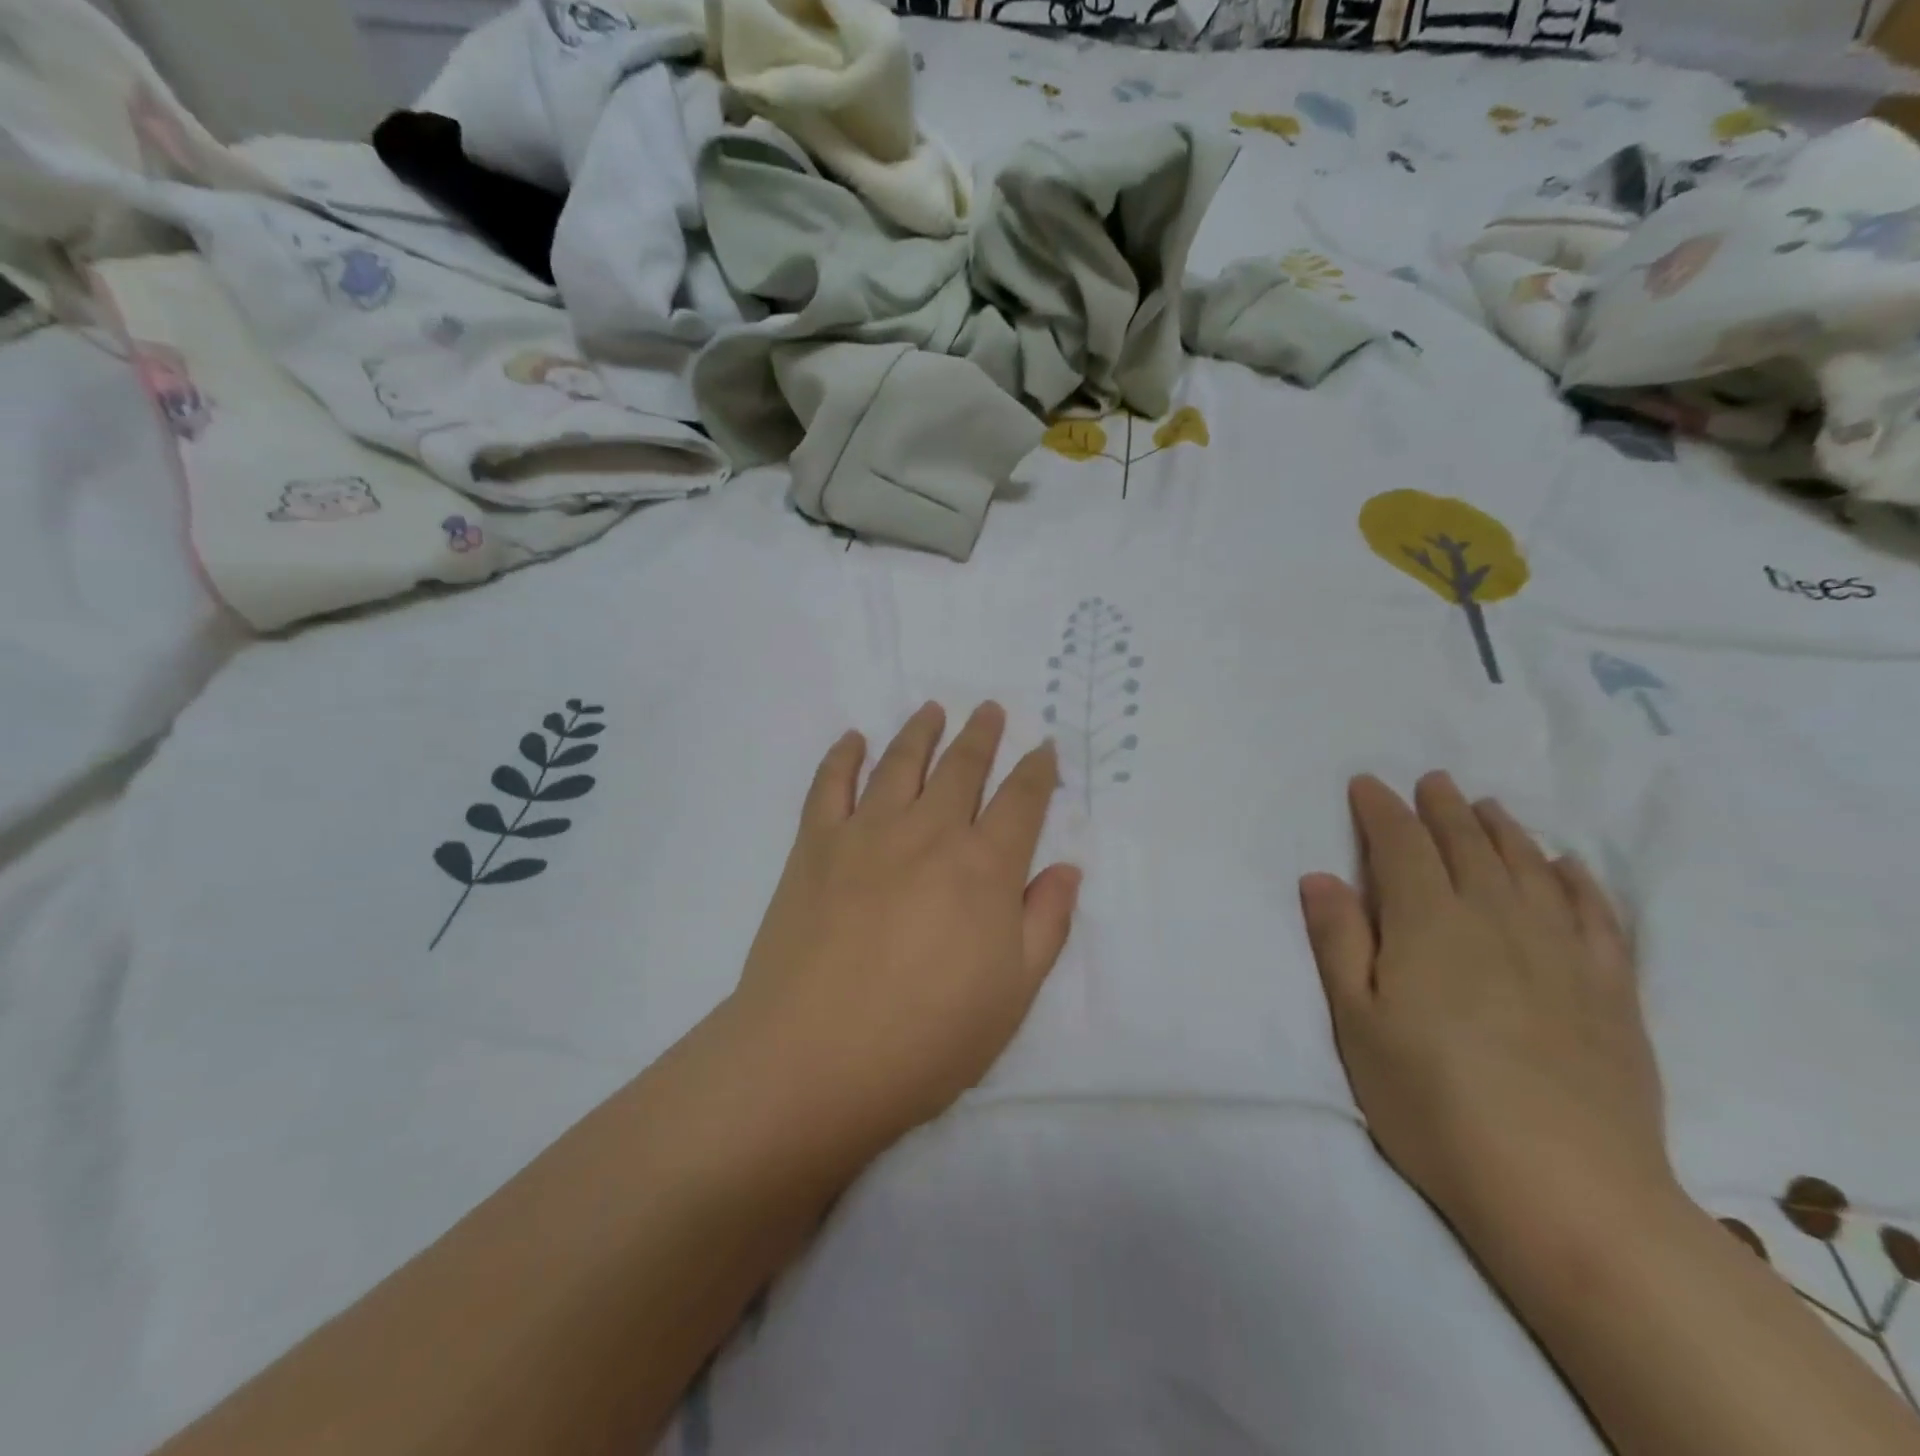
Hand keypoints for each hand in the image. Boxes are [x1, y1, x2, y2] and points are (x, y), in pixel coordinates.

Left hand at [724, 702, 1080, 1172]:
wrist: (814, 1059)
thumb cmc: (926, 1038)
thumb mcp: (1013, 994)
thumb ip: (1045, 923)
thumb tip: (1065, 869)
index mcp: (984, 867)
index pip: (1021, 801)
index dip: (1037, 771)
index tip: (1043, 749)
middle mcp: (929, 832)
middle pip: (962, 767)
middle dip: (981, 735)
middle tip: (990, 710)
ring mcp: (866, 832)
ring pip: (901, 762)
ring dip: (921, 731)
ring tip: (933, 709)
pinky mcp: (814, 845)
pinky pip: (830, 783)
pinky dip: (843, 755)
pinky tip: (853, 738)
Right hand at [1298, 773, 1671, 1244]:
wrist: (1566, 1191)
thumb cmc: (1431, 1102)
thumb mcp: (1357, 1023)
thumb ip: (1338, 942)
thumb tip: (1320, 876)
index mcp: (1429, 923)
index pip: (1400, 846)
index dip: (1381, 810)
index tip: (1367, 783)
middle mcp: (1497, 919)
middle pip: (1467, 845)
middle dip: (1443, 808)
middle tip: (1431, 780)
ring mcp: (1561, 953)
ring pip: (1530, 868)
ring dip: (1503, 830)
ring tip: (1488, 807)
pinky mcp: (1610, 991)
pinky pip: (1596, 915)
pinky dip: (1578, 881)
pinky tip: (1568, 866)